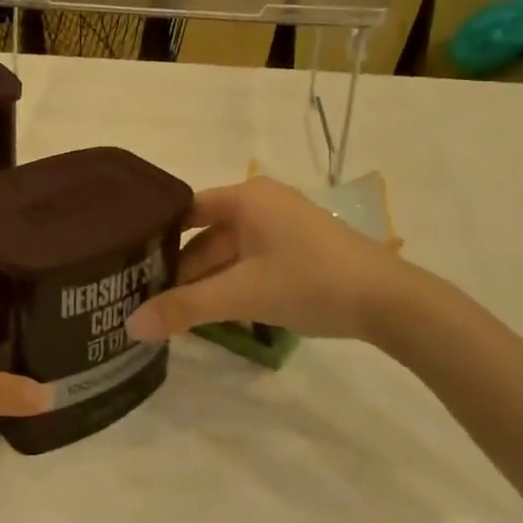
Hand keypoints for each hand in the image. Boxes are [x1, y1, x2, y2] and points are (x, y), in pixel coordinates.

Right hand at [126, 177, 410, 344]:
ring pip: (230, 252)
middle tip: (151, 302)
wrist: (391, 302)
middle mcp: (262, 202)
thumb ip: (185, 308)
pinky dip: (234, 283)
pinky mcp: (299, 247)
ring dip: (208, 281)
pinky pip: (252, 260)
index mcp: (246, 197)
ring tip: (179, 314)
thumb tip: (130, 325)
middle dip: (183, 270)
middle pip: (207, 235)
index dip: (158, 238)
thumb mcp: (242, 295)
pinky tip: (219, 312)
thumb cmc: (310, 283)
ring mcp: (284, 224)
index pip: (186, 211)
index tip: (131, 267)